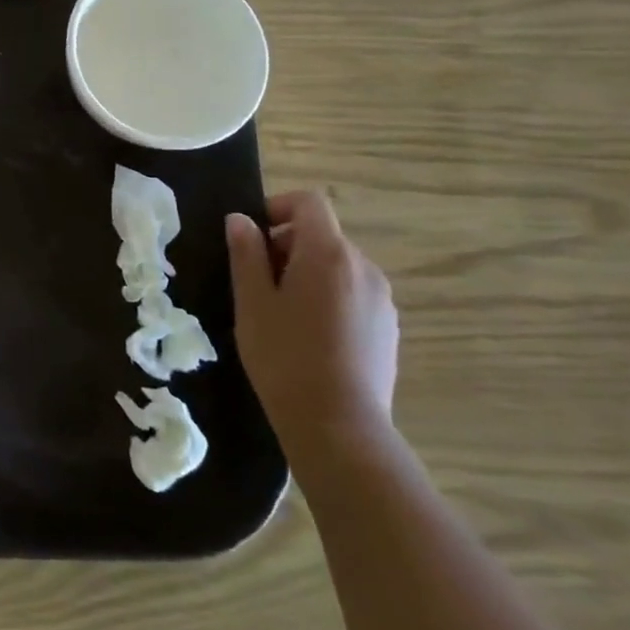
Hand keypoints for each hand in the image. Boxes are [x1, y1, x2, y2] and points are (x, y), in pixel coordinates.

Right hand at [226, 191, 398, 467]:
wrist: (338, 426)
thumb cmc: (284, 355)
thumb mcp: (251, 301)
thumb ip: (246, 253)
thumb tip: (241, 220)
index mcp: (328, 253)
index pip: (309, 203)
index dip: (277, 207)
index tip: (252, 236)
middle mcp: (364, 267)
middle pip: (323, 235)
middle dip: (287, 246)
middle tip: (256, 281)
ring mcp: (381, 300)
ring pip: (338, 266)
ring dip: (308, 273)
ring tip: (281, 312)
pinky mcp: (388, 329)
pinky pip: (353, 294)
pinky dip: (328, 297)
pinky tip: (310, 336)